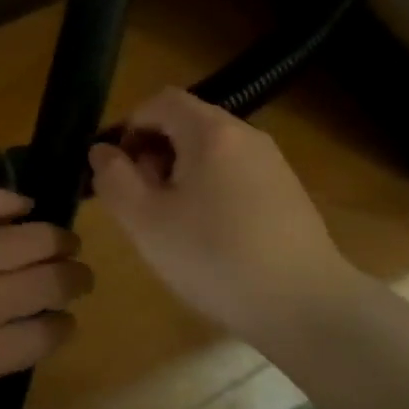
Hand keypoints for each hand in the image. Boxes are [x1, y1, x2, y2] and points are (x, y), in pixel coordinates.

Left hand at [0, 188, 92, 408]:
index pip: (45, 336)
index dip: (63, 327)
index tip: (65, 321)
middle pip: (50, 283)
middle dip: (75, 280)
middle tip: (80, 275)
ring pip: (30, 239)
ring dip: (57, 239)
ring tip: (67, 239)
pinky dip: (10, 201)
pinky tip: (25, 204)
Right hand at [86, 87, 357, 339]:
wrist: (307, 308)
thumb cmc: (215, 258)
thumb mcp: (145, 221)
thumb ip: (114, 179)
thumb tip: (101, 151)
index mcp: (211, 131)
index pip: (159, 101)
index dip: (129, 127)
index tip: (118, 170)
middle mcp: (246, 135)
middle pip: (185, 123)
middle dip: (153, 153)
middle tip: (142, 201)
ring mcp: (272, 163)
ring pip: (209, 150)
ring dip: (180, 174)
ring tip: (172, 223)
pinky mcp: (287, 192)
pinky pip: (234, 173)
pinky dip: (210, 189)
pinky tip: (210, 236)